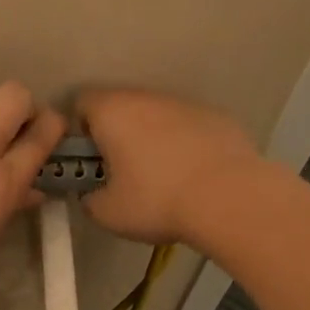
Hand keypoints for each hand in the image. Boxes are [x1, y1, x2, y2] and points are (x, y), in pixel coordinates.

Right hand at [77, 88, 261, 245]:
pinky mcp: (218, 117)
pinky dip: (184, 144)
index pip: (81, 102)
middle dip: (117, 133)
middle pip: (121, 106)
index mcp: (112, 112)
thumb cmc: (156, 200)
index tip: (88, 159)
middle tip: (121, 172)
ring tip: (162, 177)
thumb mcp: (107, 213)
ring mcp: (186, 104)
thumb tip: (93, 194)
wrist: (230, 199)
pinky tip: (193, 176)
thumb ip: (90, 198)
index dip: (78, 130)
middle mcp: (147, 97)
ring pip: (157, 115)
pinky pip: (189, 127)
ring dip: (152, 137)